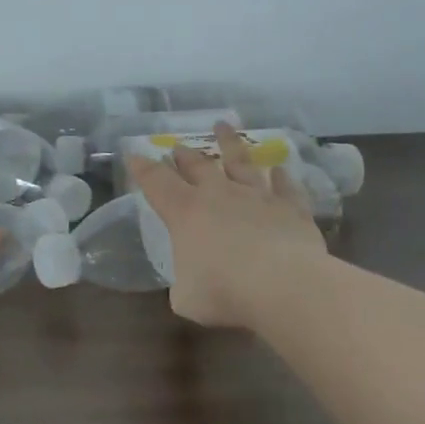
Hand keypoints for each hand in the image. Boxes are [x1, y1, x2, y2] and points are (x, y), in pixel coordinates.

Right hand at [127, 121, 328, 328]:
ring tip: (223, 126)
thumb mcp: (186, 297)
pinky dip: (281, 177)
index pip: (156, 182)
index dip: (142, 168)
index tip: (133, 154)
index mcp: (185, 212)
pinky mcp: (291, 207)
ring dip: (230, 144)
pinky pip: (285, 186)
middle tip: (178, 147)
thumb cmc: (223, 291)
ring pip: (241, 162)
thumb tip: (192, 280)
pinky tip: (279, 169)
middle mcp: (219, 195)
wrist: (284, 286)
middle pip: (198, 166)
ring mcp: (257, 197)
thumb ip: (185, 281)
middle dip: (184, 156)